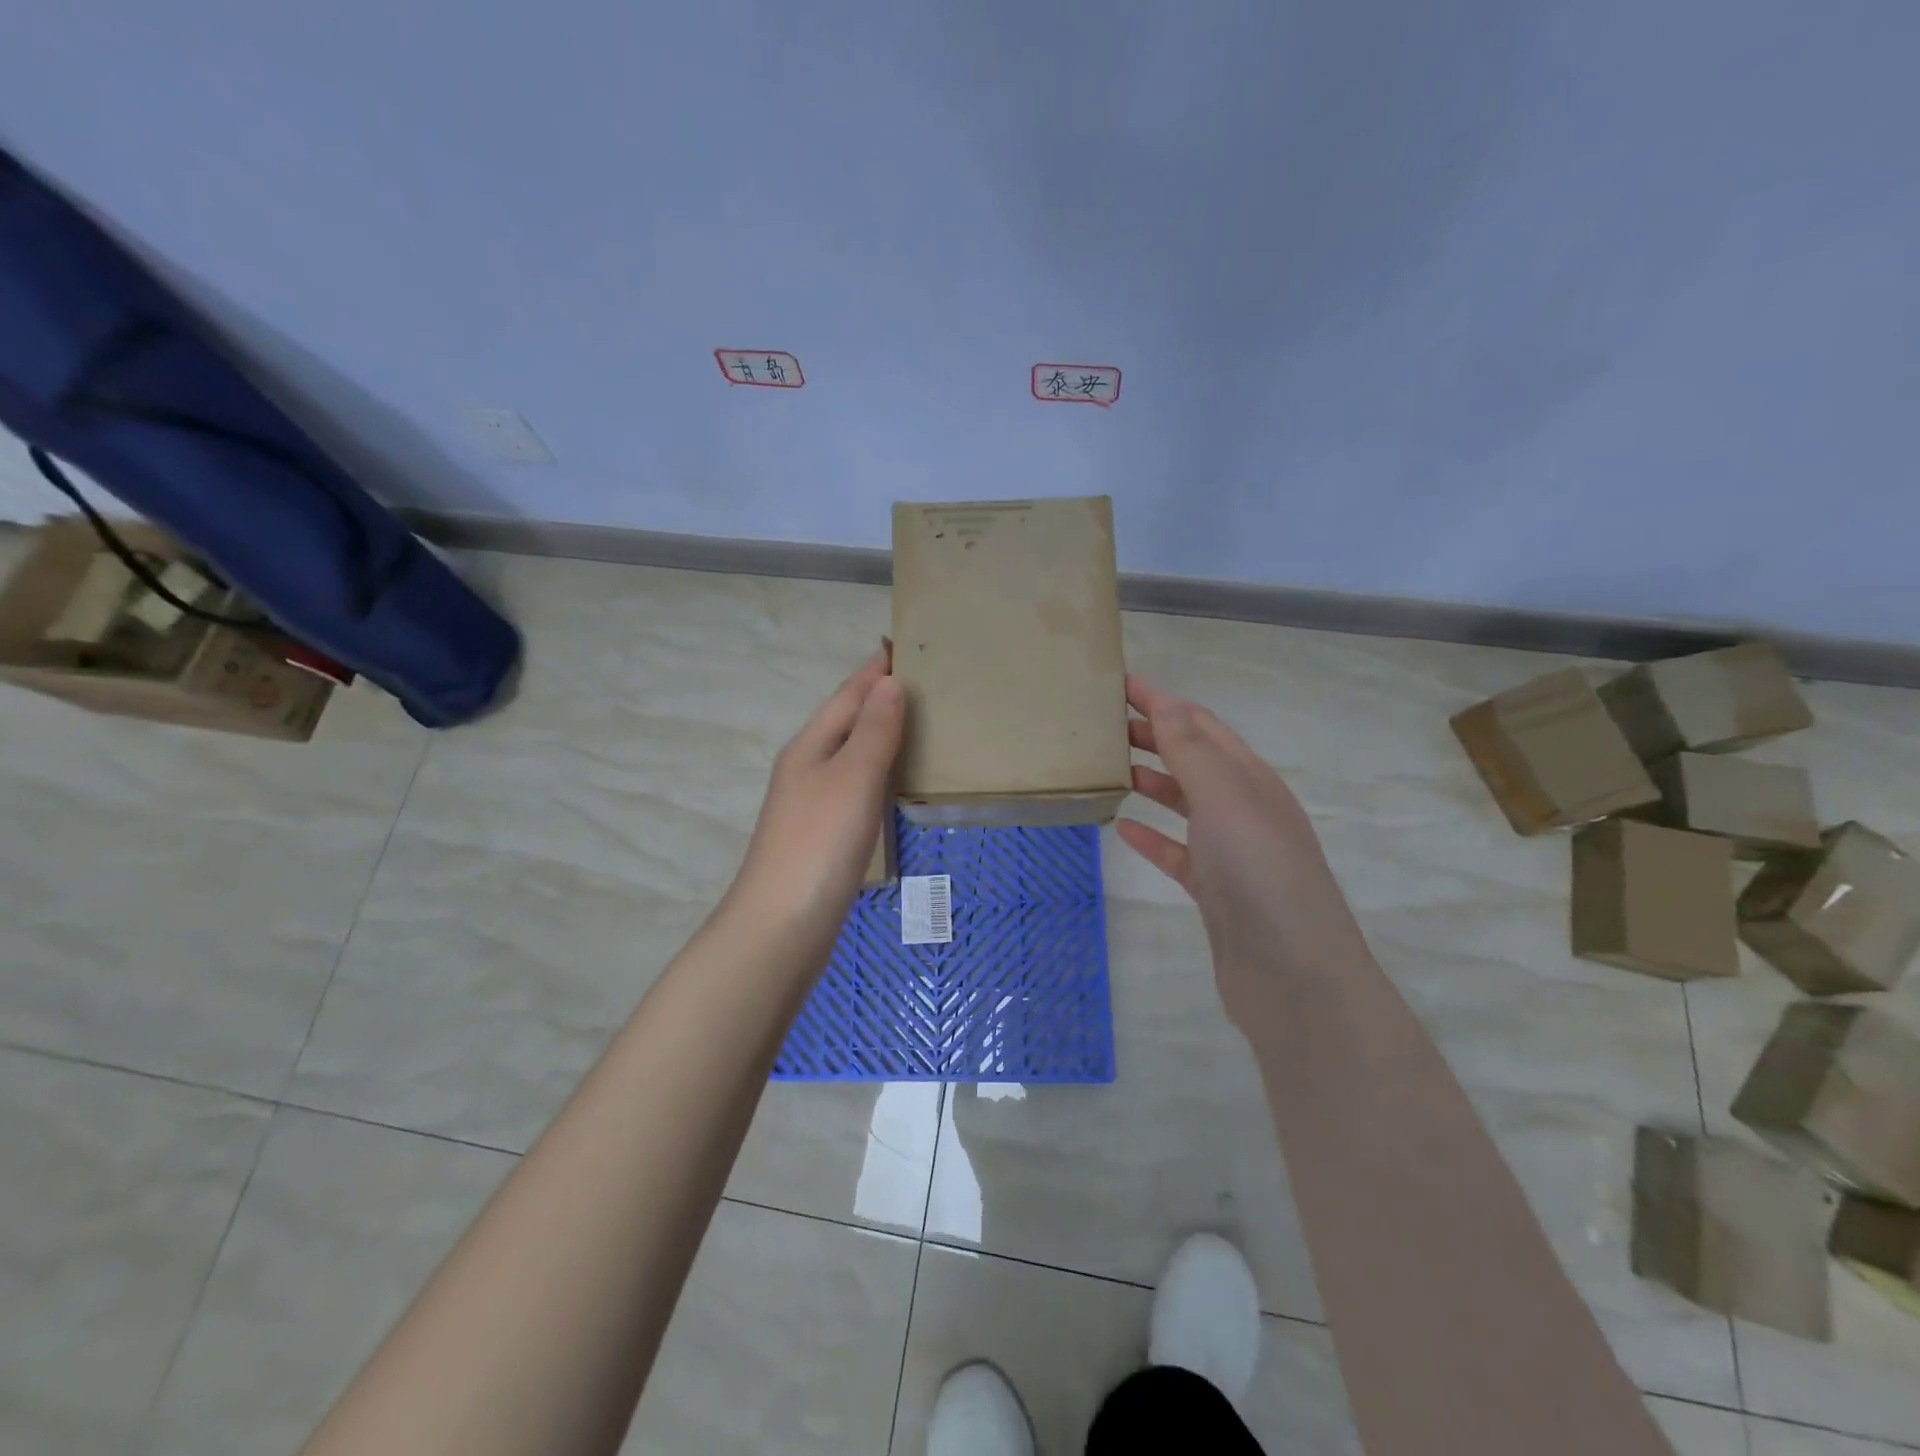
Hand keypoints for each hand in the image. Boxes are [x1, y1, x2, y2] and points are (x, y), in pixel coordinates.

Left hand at [727, 646, 903, 944]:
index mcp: (810, 747)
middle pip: (845, 722)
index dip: (874, 672)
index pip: (847, 696)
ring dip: (878, 736)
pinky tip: (894, 782)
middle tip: (920, 682)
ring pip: (850, 756)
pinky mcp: (822, 836)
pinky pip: (854, 787)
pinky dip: (877, 773)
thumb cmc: (820, 842)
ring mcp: (811, 804)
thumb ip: (874, 731)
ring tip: (916, 723)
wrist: (783, 924)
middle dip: (877, 699)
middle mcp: (806, 768)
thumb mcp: (853, 777)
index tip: (902, 647)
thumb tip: (890, 682)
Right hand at [1117, 675, 1368, 1025]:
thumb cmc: (1260, 871)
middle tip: (1101, 725)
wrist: (1292, 974)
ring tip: (1107, 769)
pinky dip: (1152, 836)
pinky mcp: (1215, 890)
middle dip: (1151, 735)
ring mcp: (1230, 851)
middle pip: (1192, 758)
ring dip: (1150, 781)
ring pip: (1184, 803)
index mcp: (1250, 778)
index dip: (1160, 700)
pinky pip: (1177, 852)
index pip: (1199, 723)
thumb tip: (1163, 700)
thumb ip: (1191, 749)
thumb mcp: (1225, 797)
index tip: (1116, 683)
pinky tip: (1123, 830)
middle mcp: (1243, 807)